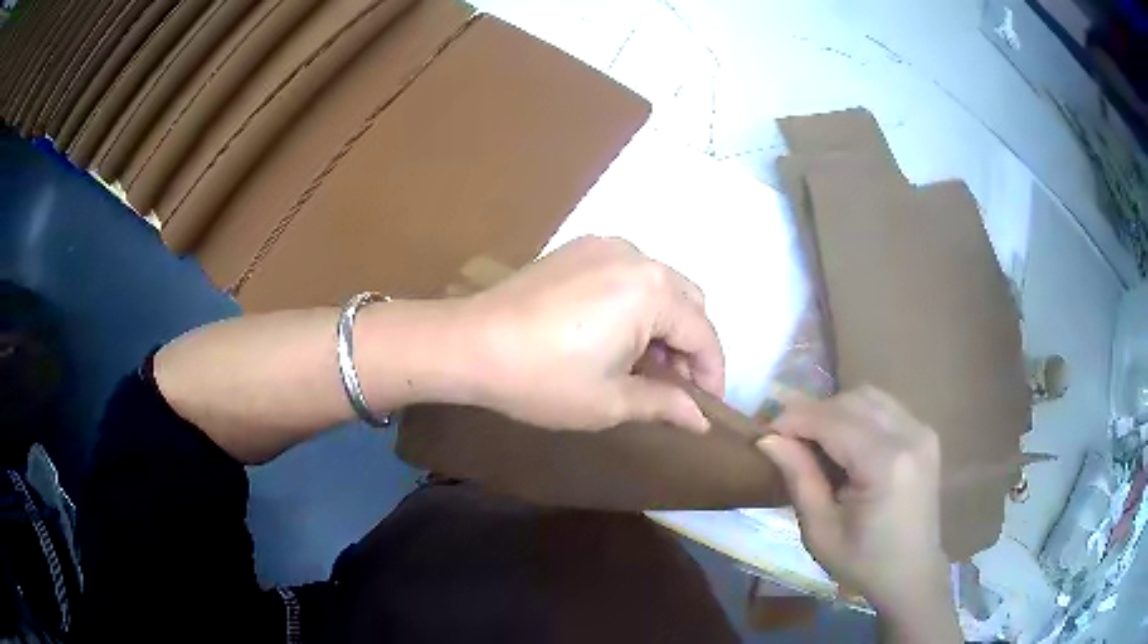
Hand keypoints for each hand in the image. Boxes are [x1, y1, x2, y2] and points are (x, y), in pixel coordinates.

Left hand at [458, 236, 723, 432]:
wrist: (470, 344)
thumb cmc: (544, 379)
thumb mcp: (610, 400)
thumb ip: (665, 404)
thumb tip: (702, 420)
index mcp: (653, 290)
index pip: (703, 334)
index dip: (712, 373)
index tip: (708, 406)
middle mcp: (637, 257)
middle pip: (687, 303)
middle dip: (690, 346)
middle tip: (674, 387)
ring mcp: (605, 247)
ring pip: (659, 286)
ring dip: (664, 324)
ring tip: (644, 365)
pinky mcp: (579, 250)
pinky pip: (628, 275)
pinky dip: (637, 305)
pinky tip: (615, 335)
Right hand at [757, 387, 957, 638]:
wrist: (910, 573)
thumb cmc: (862, 562)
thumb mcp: (820, 531)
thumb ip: (799, 478)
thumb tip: (768, 438)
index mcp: (886, 464)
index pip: (833, 420)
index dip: (794, 418)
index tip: (765, 431)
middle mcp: (909, 435)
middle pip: (852, 400)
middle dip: (814, 412)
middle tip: (786, 439)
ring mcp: (922, 430)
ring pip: (869, 396)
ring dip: (836, 410)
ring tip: (815, 440)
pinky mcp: (925, 433)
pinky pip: (884, 407)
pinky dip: (857, 415)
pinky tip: (845, 442)